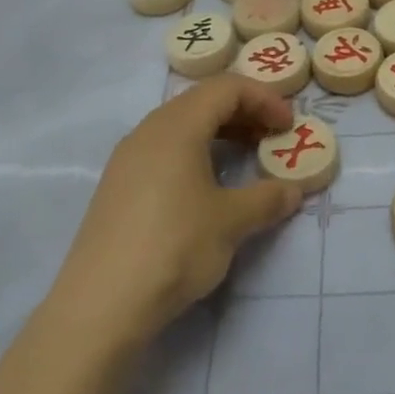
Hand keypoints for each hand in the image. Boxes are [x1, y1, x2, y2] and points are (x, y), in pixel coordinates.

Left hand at [50, 75, 302, 349]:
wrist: (100, 305)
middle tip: (272, 138)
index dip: (264, 98)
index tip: (289, 126)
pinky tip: (206, 187)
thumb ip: (267, 199)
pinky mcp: (117, 186)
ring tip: (245, 159)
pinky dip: (194, 153)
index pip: (226, 88)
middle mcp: (148, 131)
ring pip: (180, 126)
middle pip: (201, 101)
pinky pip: (163, 151)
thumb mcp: (231, 222)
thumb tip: (294, 190)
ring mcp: (127, 159)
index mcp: (177, 126)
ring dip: (218, 133)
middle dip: (243, 113)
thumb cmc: (174, 247)